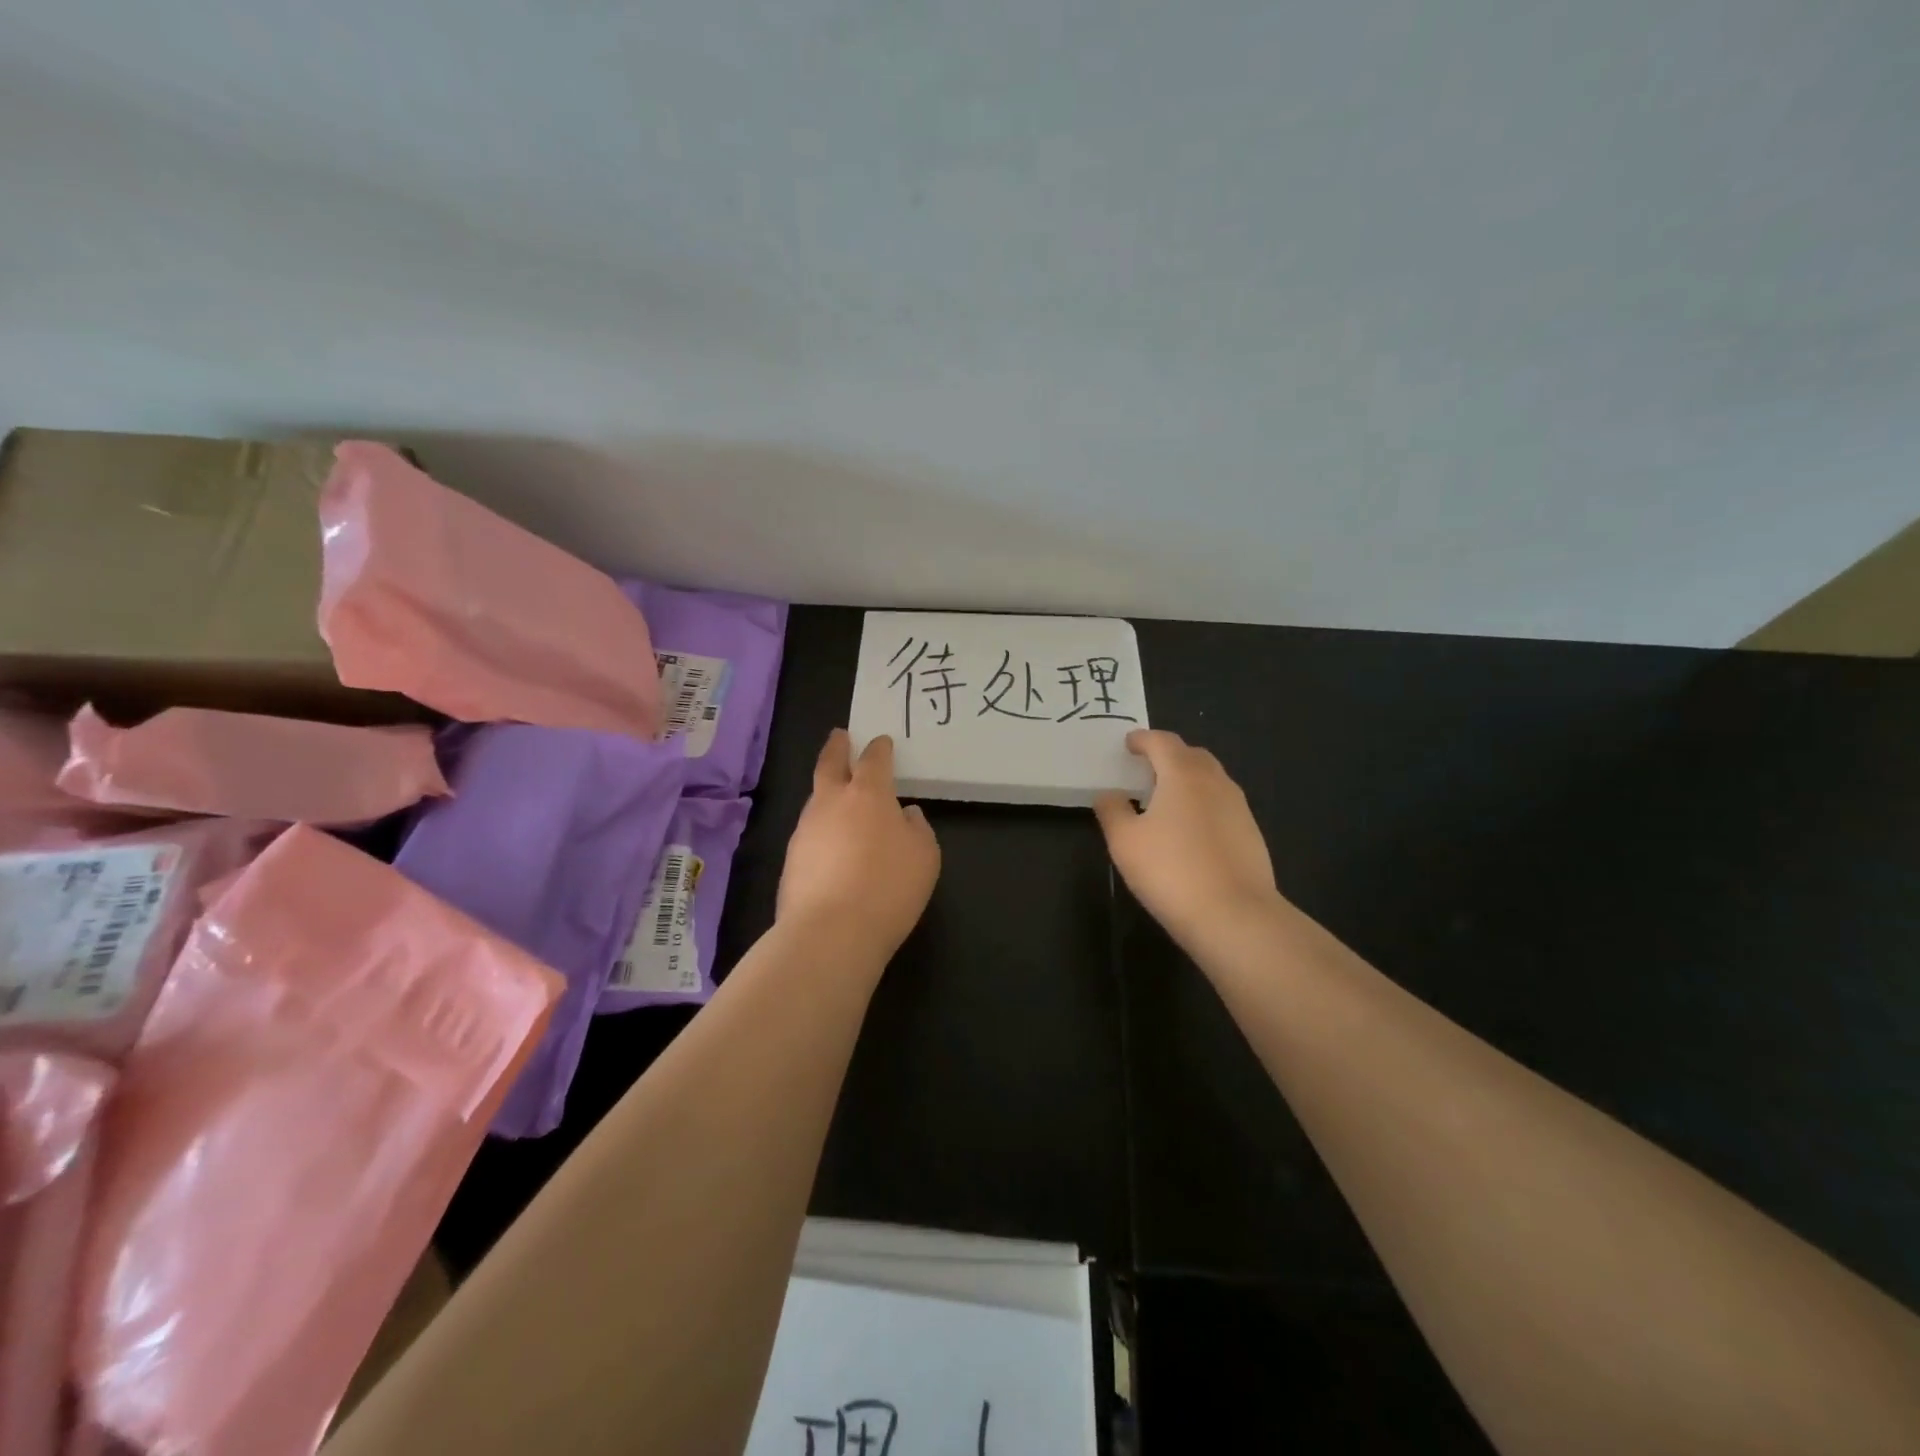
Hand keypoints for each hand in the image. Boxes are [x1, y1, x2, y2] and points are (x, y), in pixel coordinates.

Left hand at [779, 730, 940, 960]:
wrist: (830, 932)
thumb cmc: (889, 887)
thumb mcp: (924, 856)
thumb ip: (917, 829)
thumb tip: (905, 815)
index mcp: (868, 794)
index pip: (873, 760)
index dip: (879, 749)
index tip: (881, 741)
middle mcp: (831, 803)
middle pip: (830, 765)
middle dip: (837, 747)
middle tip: (840, 736)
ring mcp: (805, 830)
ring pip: (816, 799)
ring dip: (827, 791)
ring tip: (839, 796)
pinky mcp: (790, 860)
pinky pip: (810, 833)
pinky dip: (822, 829)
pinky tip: (832, 845)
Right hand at [1095, 730, 1279, 949]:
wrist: (1235, 916)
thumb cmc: (1171, 871)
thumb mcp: (1125, 842)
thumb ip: (1112, 811)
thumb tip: (1109, 795)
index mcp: (1183, 774)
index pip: (1162, 742)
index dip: (1143, 739)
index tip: (1129, 744)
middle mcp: (1215, 782)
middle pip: (1191, 755)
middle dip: (1169, 755)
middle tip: (1147, 768)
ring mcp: (1238, 808)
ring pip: (1211, 779)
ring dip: (1188, 779)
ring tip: (1167, 798)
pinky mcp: (1251, 834)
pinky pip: (1222, 805)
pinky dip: (1203, 804)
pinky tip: (1191, 830)